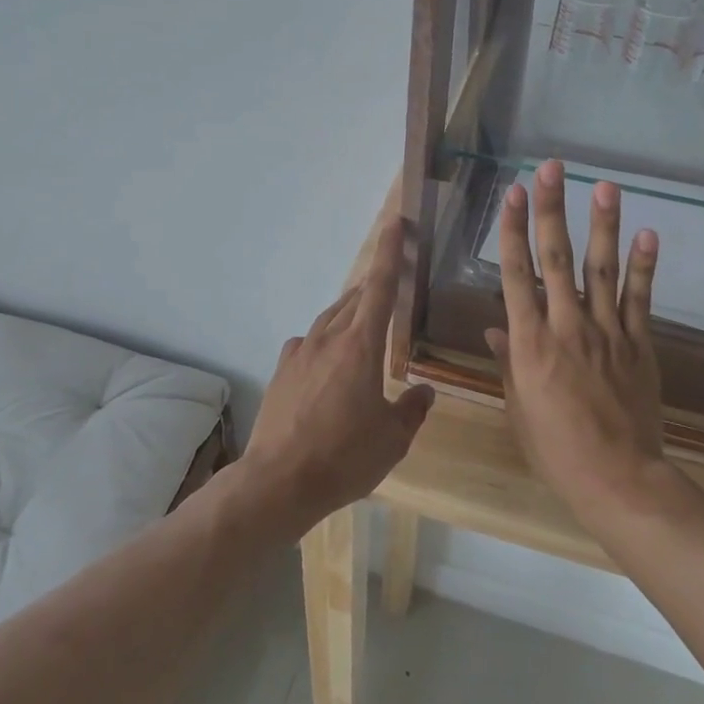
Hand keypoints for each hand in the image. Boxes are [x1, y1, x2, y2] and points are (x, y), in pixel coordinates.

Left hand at [239, 218, 434, 535]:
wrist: (278, 481)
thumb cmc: (344, 457)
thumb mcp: (392, 439)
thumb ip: (412, 410)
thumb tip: (425, 392)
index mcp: (362, 346)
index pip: (381, 287)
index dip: (390, 253)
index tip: (395, 223)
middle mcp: (329, 338)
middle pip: (355, 299)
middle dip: (374, 286)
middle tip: (391, 281)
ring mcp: (300, 352)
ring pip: (330, 318)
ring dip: (350, 313)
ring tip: (365, 323)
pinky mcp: (281, 370)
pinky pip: (308, 342)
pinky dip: (324, 341)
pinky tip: (328, 360)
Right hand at [484, 160, 670, 524]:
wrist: (617, 478)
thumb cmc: (555, 448)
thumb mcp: (519, 406)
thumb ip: (509, 361)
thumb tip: (498, 326)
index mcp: (530, 342)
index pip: (516, 274)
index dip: (512, 230)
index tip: (512, 194)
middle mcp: (566, 326)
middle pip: (555, 258)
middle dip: (552, 209)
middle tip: (552, 169)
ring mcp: (607, 332)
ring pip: (601, 269)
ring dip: (602, 224)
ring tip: (604, 185)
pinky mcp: (639, 345)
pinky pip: (641, 299)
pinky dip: (645, 266)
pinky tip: (648, 234)